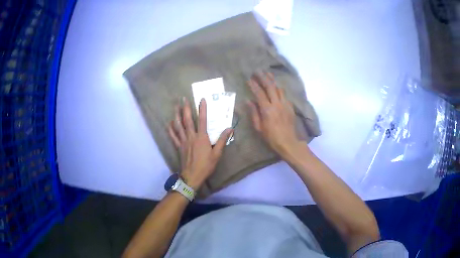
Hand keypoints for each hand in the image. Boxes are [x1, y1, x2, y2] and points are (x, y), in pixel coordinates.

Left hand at [167, 97, 232, 189]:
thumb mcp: (217, 154)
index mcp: (201, 138)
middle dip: (185, 108)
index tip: (202, 99)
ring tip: (175, 106)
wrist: (192, 176)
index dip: (202, 109)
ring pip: (178, 126)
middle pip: (187, 120)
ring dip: (176, 115)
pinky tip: (169, 123)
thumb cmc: (206, 166)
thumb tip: (230, 128)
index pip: (202, 120)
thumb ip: (222, 140)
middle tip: (182, 98)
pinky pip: (173, 136)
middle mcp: (191, 136)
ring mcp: (183, 141)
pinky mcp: (178, 146)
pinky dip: (170, 129)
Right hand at [247, 72, 299, 155]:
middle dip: (263, 77)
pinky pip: (284, 94)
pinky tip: (276, 87)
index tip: (249, 79)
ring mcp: (285, 104)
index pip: (259, 93)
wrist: (288, 142)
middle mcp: (277, 104)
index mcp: (267, 110)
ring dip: (273, 80)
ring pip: (279, 88)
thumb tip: (248, 101)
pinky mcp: (290, 107)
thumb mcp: (259, 127)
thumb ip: (254, 113)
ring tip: (268, 74)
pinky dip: (279, 89)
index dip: (254, 85)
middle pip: (270, 86)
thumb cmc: (271, 137)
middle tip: (258, 71)